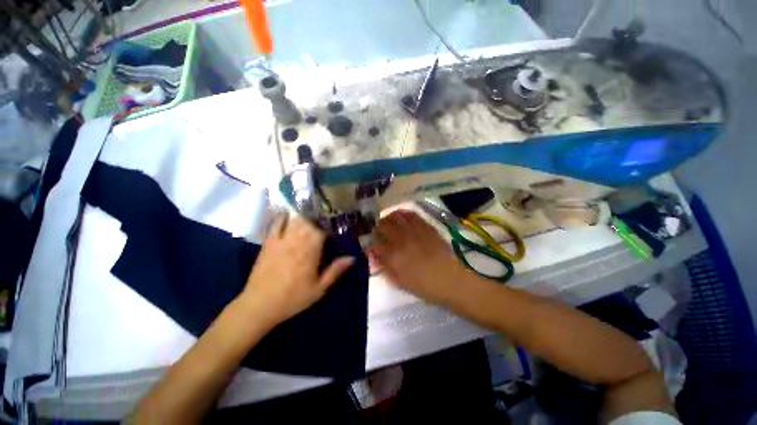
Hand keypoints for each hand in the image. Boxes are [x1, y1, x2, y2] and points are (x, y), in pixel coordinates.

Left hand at [239, 213, 354, 326]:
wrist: (259, 305)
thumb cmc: (293, 298)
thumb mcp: (319, 289)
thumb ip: (335, 271)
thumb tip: (352, 258)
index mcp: (310, 252)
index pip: (322, 231)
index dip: (329, 228)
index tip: (333, 231)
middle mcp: (296, 242)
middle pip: (309, 222)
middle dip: (318, 219)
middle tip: (324, 220)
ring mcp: (281, 240)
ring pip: (295, 220)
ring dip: (304, 215)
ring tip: (311, 213)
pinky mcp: (269, 242)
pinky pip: (276, 224)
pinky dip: (283, 217)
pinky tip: (289, 214)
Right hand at [371, 210, 468, 304]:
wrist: (449, 279)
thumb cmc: (423, 285)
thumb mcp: (399, 282)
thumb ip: (384, 267)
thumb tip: (375, 255)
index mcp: (392, 256)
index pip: (374, 242)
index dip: (372, 242)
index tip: (374, 245)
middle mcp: (400, 239)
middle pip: (382, 225)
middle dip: (378, 228)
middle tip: (380, 232)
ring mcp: (413, 231)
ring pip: (395, 216)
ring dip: (389, 218)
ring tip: (390, 223)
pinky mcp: (425, 226)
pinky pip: (411, 214)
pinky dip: (403, 214)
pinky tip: (402, 218)